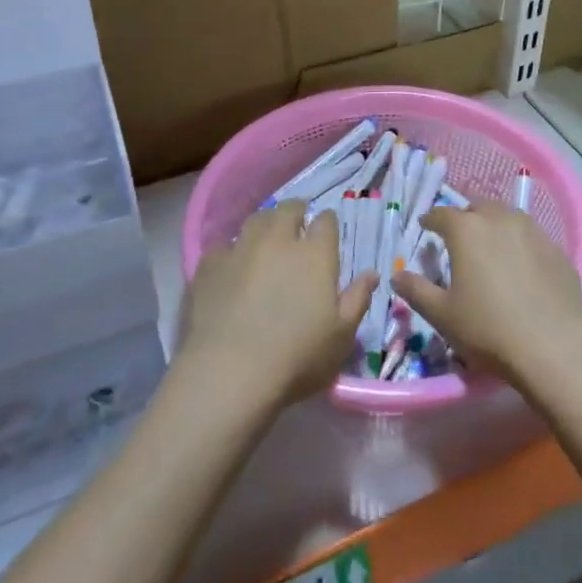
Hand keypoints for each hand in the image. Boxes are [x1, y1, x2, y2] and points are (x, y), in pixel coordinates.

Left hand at [179, 201, 375, 407]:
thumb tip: (372, 273)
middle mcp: (279, 241)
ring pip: (255, 220)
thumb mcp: (342, 336)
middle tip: (297, 224)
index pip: (326, 221)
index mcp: (315, 254)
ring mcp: (241, 249)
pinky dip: (231, 251)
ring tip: (266, 240)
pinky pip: (223, 246)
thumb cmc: (297, 358)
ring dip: (265, 224)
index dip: (327, 223)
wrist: (230, 373)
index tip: (327, 231)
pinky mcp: (209, 266)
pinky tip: (232, 266)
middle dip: (296, 212)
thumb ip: (358, 299)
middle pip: (288, 210)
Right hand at [393, 201, 581, 386]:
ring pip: (508, 216)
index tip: (426, 226)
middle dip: (465, 216)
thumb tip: (396, 276)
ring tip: (490, 244)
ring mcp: (532, 231)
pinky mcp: (556, 249)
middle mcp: (499, 220)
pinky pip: (531, 236)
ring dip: (494, 224)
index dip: (431, 219)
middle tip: (459, 235)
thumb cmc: (488, 328)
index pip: (442, 214)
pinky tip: (521, 263)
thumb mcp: (442, 315)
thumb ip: (416, 291)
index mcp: (467, 230)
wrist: (554, 345)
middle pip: (478, 206)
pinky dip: (520, 242)